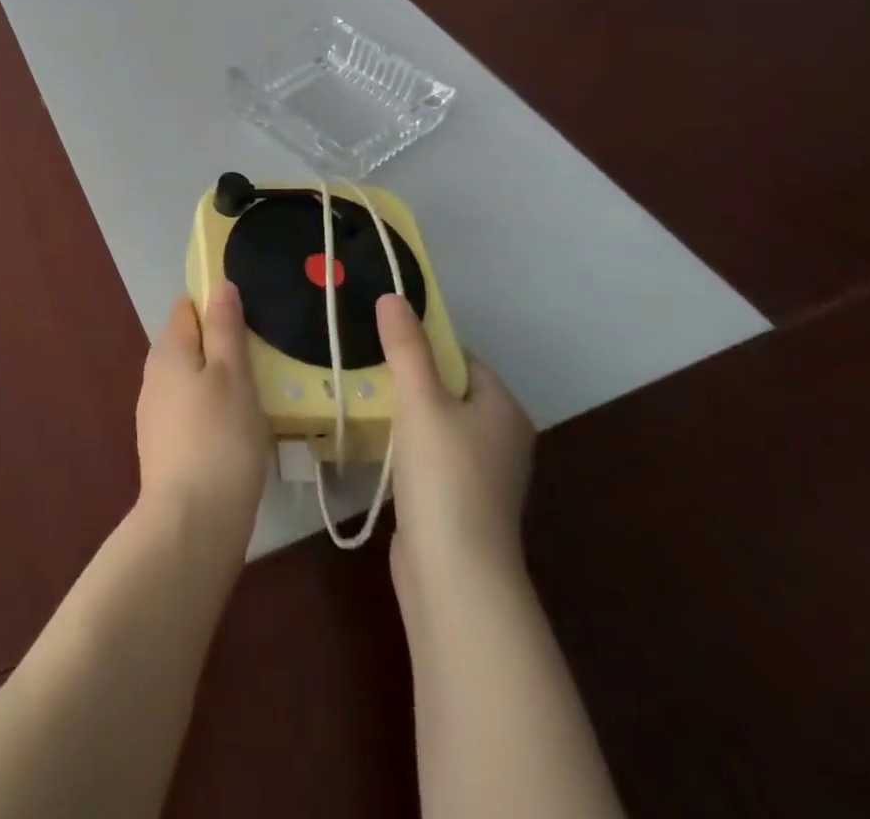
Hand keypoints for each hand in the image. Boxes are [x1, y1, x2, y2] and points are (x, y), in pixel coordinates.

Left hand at [135, 284, 270, 549]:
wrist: (190, 525)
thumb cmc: (218, 438)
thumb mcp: (231, 374)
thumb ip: (224, 328)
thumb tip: (218, 285)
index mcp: (168, 350)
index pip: (188, 308)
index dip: (217, 305)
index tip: (251, 320)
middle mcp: (154, 375)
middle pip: (189, 344)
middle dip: (222, 346)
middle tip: (262, 360)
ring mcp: (155, 413)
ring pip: (192, 380)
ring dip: (220, 382)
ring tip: (258, 396)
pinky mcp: (164, 447)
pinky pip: (192, 412)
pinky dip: (213, 412)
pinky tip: (237, 432)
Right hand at [378, 294, 534, 604]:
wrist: (455, 574)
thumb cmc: (444, 474)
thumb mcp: (421, 401)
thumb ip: (406, 347)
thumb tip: (392, 295)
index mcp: (504, 408)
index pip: (463, 358)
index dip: (425, 345)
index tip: (384, 341)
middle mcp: (502, 438)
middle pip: (450, 390)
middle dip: (410, 379)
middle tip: (366, 368)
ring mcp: (483, 475)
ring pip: (439, 425)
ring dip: (406, 415)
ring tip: (366, 403)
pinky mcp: (461, 503)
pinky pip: (432, 458)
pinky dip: (408, 449)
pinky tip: (380, 450)